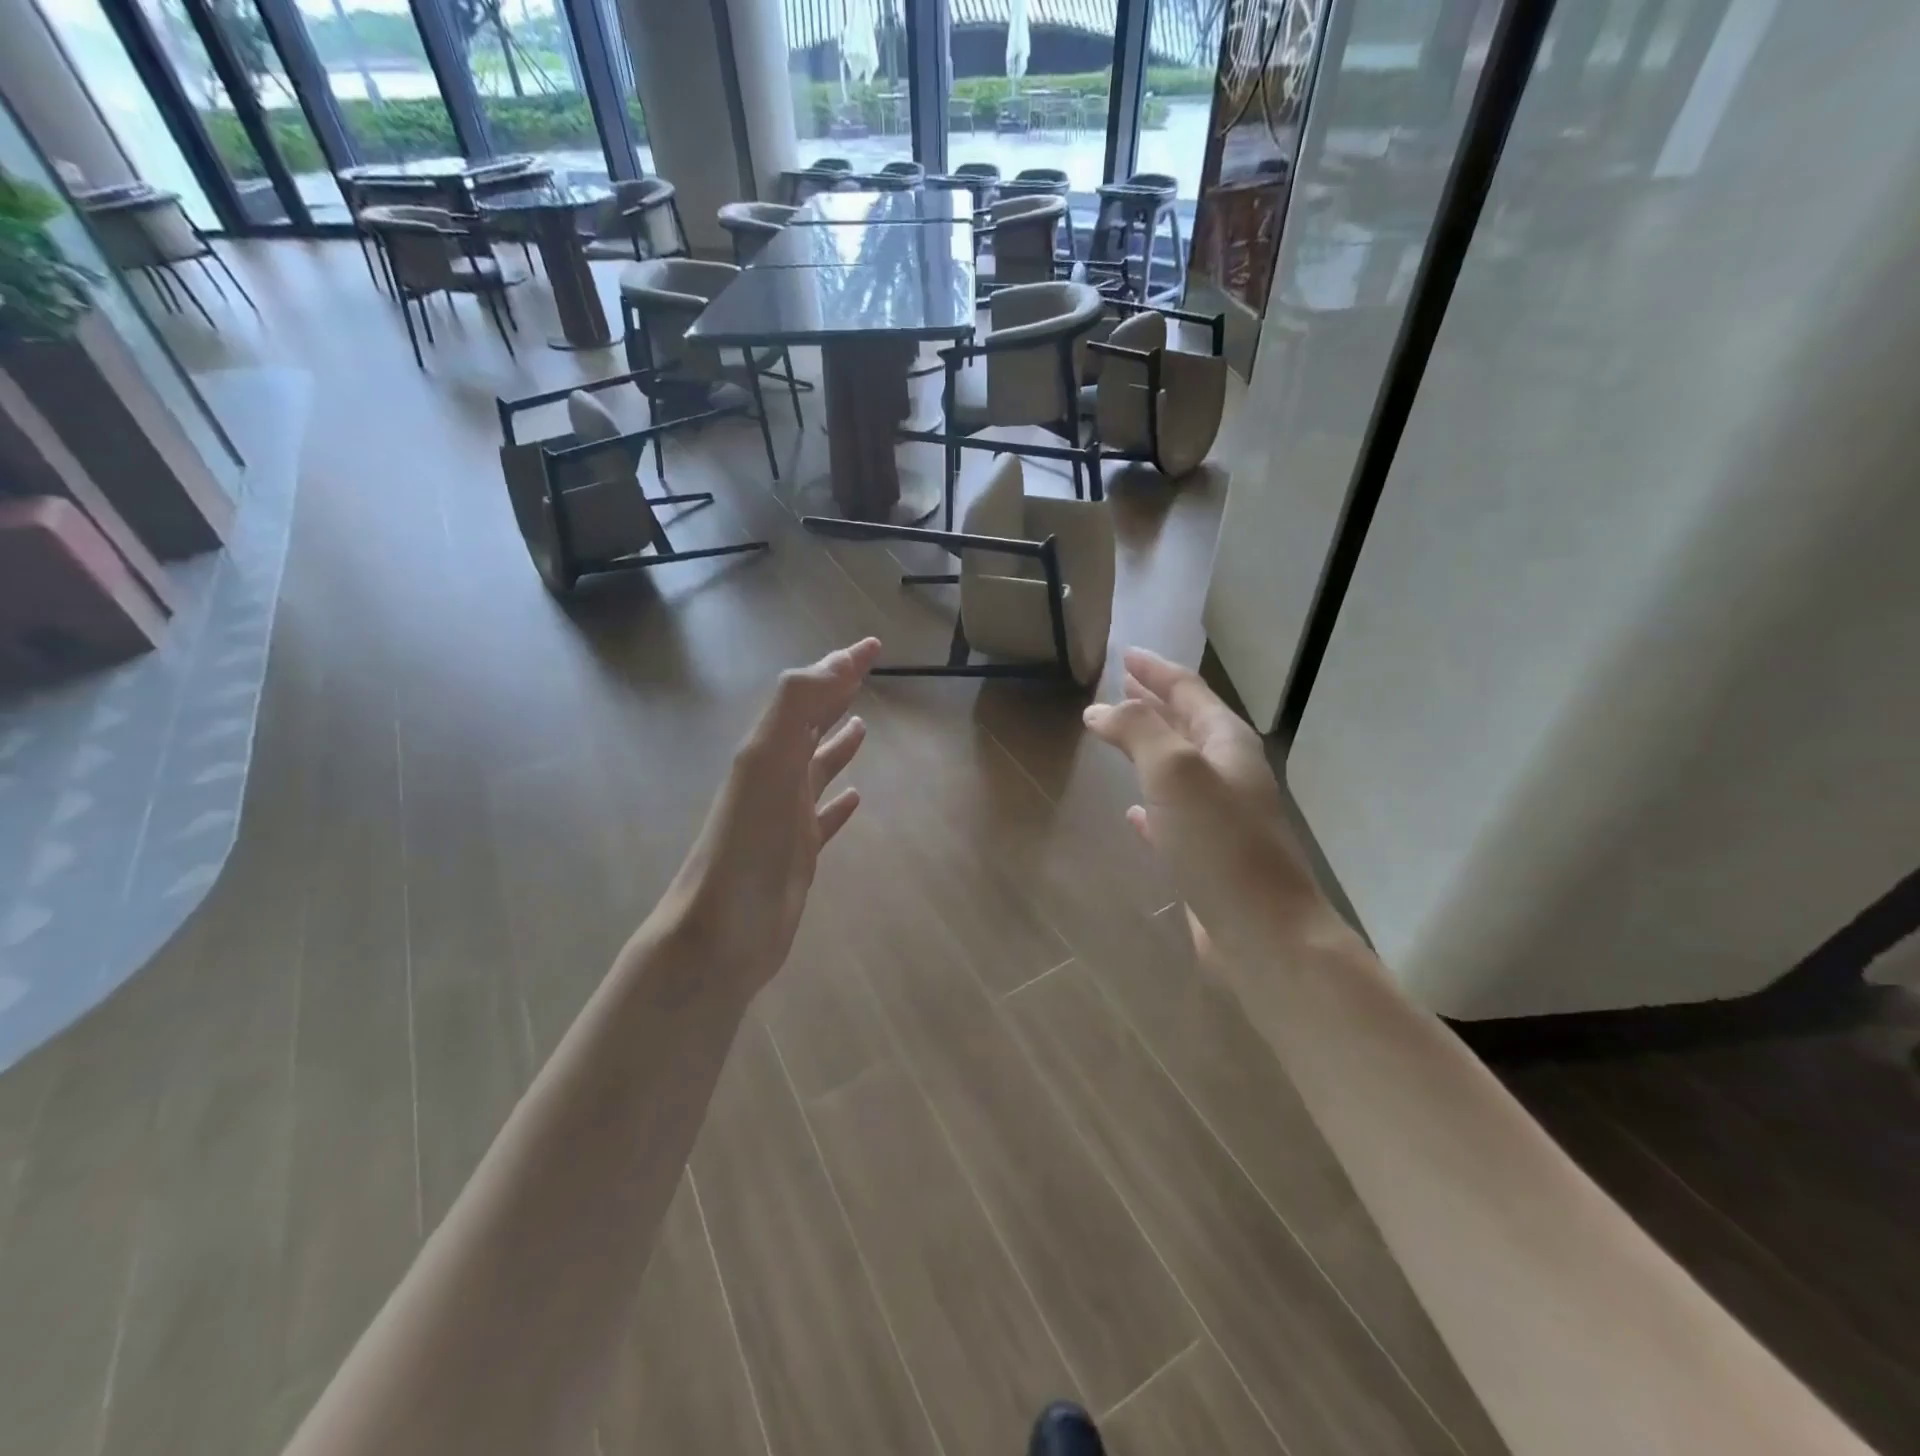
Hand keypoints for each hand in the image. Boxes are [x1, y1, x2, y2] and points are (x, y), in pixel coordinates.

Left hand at [663, 638, 880, 996]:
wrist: (720, 932)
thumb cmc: (746, 846)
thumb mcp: (766, 763)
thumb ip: (795, 708)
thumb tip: (833, 663)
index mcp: (767, 750)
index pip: (807, 693)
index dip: (838, 666)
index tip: (873, 645)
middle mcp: (775, 776)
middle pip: (809, 723)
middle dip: (835, 693)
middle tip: (866, 671)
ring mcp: (786, 816)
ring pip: (816, 766)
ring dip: (836, 742)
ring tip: (862, 724)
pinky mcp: (798, 854)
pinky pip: (824, 817)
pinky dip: (840, 802)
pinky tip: (857, 798)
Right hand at [1082, 648, 1335, 959]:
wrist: (1264, 935)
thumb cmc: (1220, 844)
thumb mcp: (1175, 772)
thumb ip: (1137, 732)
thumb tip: (1098, 710)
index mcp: (1227, 744)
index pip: (1188, 690)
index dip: (1156, 670)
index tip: (1124, 655)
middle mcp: (1229, 774)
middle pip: (1186, 725)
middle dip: (1154, 703)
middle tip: (1120, 687)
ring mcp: (1222, 818)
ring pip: (1178, 769)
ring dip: (1149, 748)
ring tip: (1117, 736)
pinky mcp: (1208, 857)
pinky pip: (1173, 816)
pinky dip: (1151, 804)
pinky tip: (1132, 811)